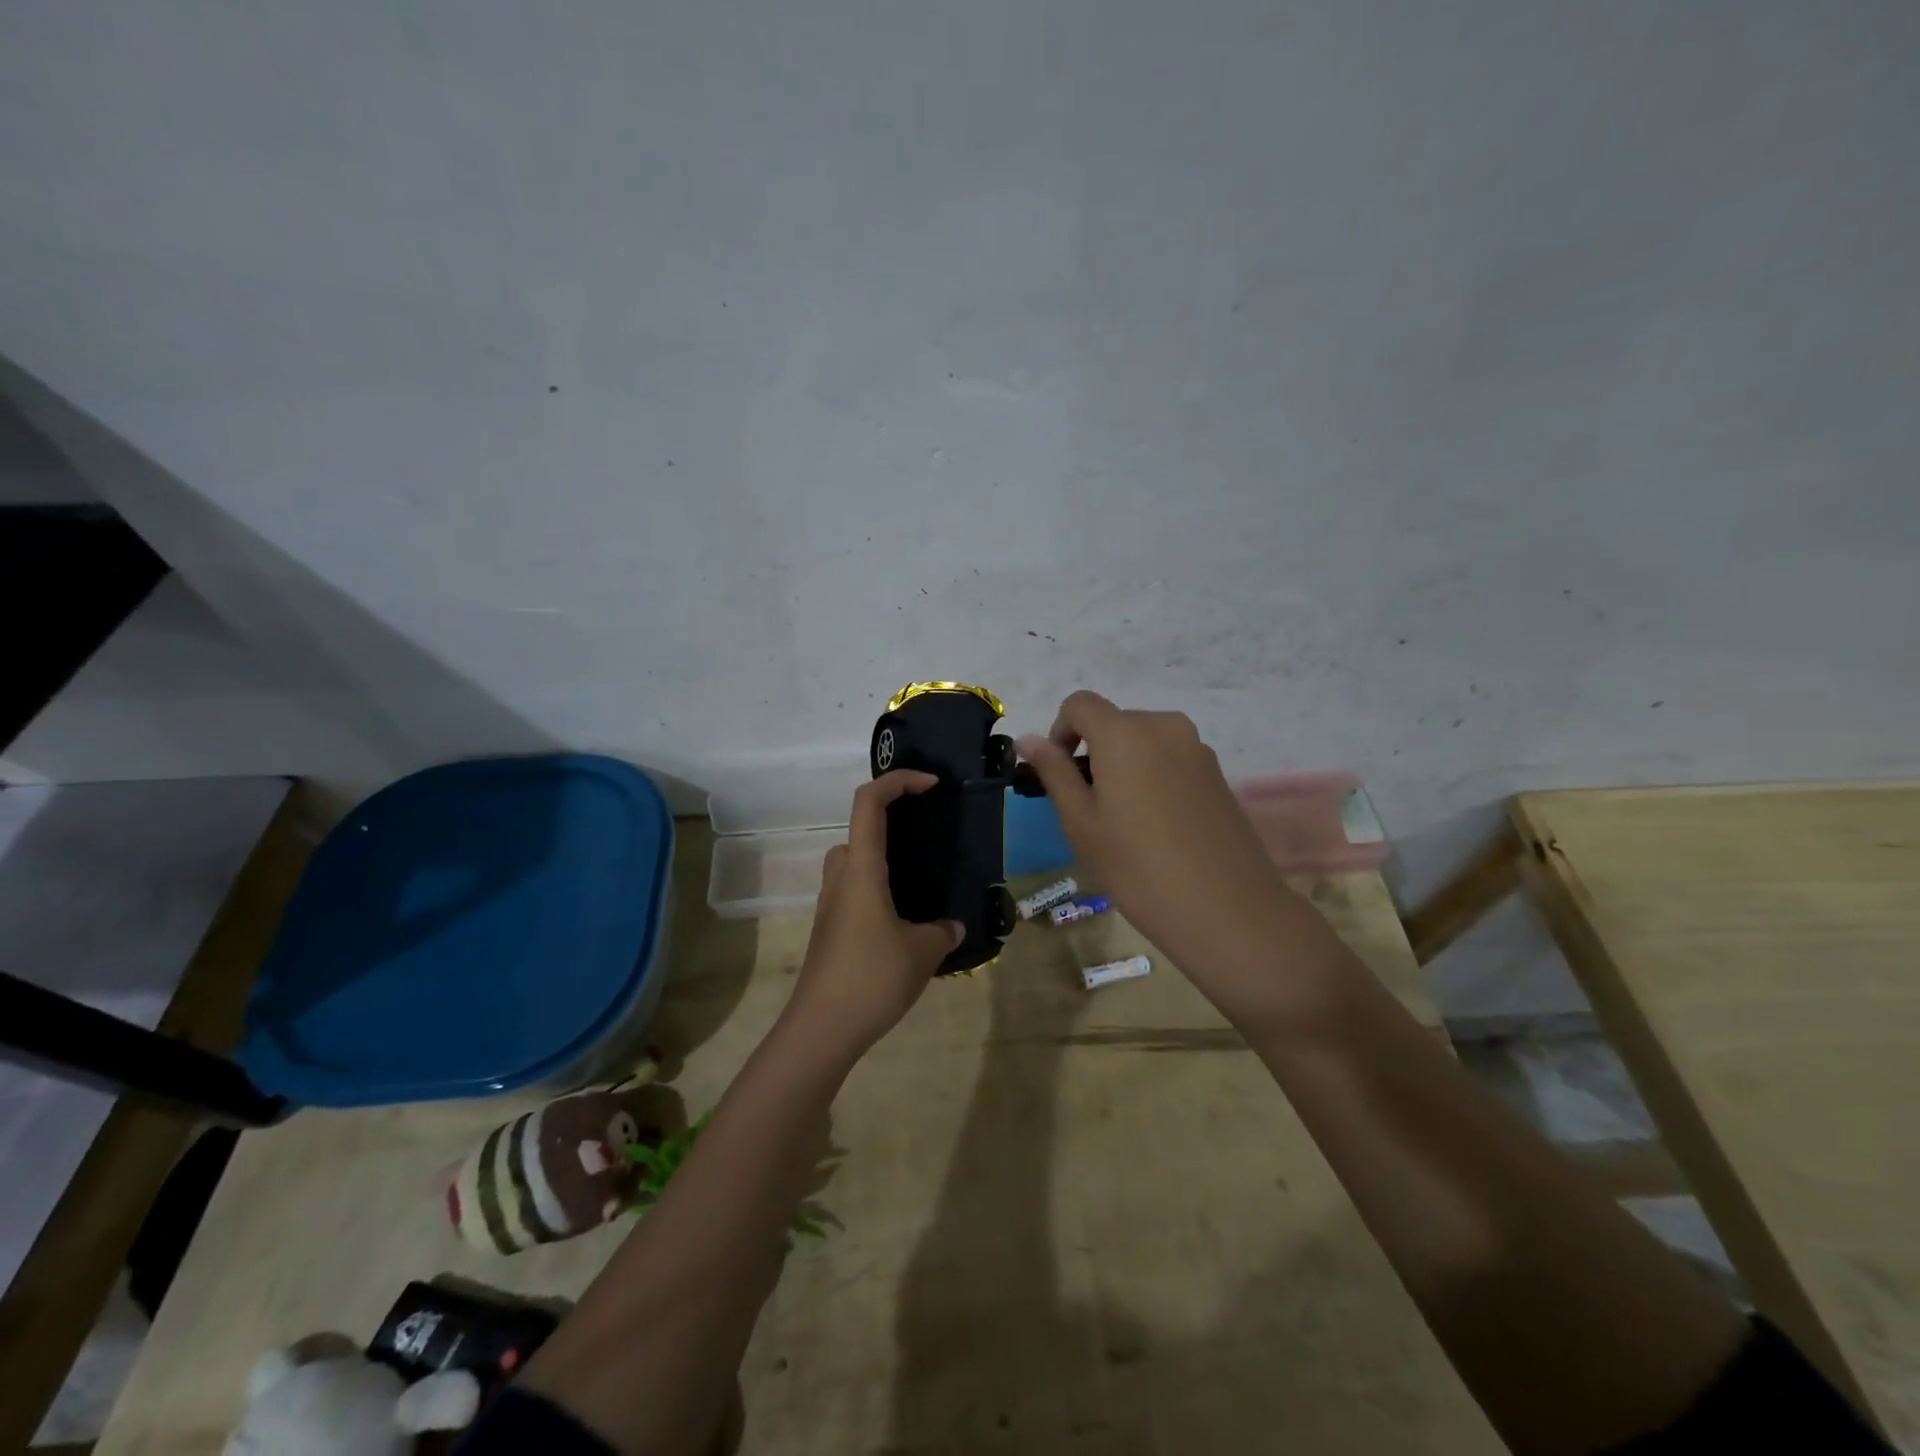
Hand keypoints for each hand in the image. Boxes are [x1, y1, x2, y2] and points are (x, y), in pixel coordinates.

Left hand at [783, 771, 964, 1058]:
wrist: (821, 1030)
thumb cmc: (872, 977)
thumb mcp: (923, 952)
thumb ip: (943, 931)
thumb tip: (952, 926)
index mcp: (862, 868)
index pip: (869, 802)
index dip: (898, 781)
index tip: (931, 786)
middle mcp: (842, 878)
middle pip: (858, 829)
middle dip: (891, 822)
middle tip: (927, 837)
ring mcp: (831, 905)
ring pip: (855, 863)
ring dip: (883, 860)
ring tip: (921, 880)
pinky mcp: (830, 930)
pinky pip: (855, 892)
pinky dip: (878, 890)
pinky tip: (905, 921)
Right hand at [1018, 692, 1341, 1031]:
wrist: (1227, 910)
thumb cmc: (1137, 867)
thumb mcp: (1081, 822)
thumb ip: (1054, 772)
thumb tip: (1028, 739)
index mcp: (1124, 732)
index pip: (1080, 704)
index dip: (1060, 731)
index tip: (1060, 775)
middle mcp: (1163, 726)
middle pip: (1114, 722)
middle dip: (1093, 752)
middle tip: (1089, 809)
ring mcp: (1197, 748)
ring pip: (1144, 742)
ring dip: (1124, 766)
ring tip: (1126, 822)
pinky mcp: (1218, 773)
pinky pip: (1171, 760)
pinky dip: (1153, 778)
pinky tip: (1159, 828)